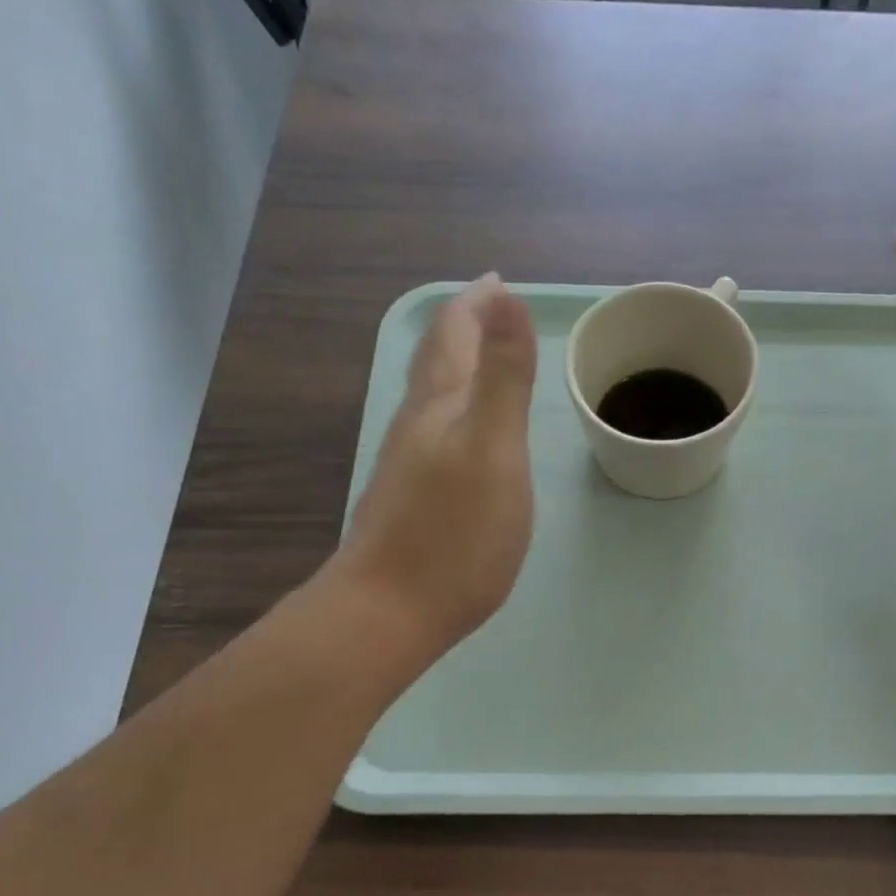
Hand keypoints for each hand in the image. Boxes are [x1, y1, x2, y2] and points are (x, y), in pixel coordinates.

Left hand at [330, 275, 536, 658]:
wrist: (388, 612)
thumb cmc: (454, 533)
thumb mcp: (494, 449)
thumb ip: (503, 377)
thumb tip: (507, 300)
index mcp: (442, 406)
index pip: (456, 335)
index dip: (477, 305)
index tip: (498, 283)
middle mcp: (418, 425)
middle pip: (436, 360)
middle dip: (463, 327)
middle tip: (489, 308)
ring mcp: (408, 463)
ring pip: (430, 395)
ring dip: (455, 365)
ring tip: (479, 356)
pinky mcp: (409, 497)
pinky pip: (434, 429)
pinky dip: (453, 407)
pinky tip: (460, 431)